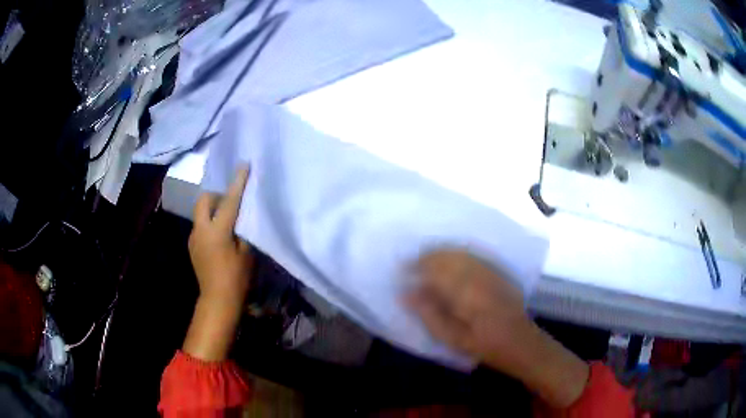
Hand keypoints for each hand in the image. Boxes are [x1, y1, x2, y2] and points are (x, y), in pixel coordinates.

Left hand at [183, 167, 251, 360]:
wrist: (217, 300)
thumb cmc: (236, 278)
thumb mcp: (247, 253)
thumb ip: (244, 231)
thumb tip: (242, 216)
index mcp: (217, 231)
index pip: (229, 200)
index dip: (238, 182)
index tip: (243, 165)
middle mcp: (201, 230)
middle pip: (203, 200)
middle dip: (216, 196)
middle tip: (229, 204)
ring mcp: (194, 238)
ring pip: (200, 213)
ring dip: (212, 210)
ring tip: (226, 221)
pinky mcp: (192, 246)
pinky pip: (200, 226)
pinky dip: (209, 223)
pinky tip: (220, 237)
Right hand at [406, 249, 588, 408]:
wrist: (521, 342)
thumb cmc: (485, 345)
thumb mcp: (453, 338)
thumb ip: (429, 314)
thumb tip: (406, 294)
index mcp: (466, 291)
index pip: (435, 269)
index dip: (416, 266)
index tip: (402, 270)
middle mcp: (478, 274)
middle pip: (448, 255)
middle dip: (427, 256)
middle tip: (411, 264)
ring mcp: (490, 271)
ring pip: (460, 252)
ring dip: (441, 253)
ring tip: (425, 259)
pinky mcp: (498, 272)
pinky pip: (473, 255)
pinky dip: (457, 254)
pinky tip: (450, 261)